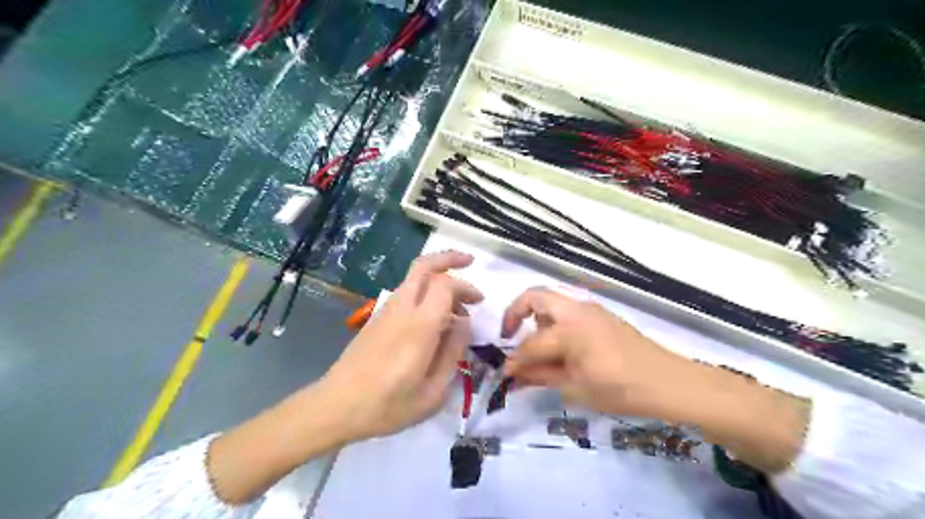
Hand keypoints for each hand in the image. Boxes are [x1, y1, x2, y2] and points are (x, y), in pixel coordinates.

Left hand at [209, 251, 484, 501]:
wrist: (336, 407)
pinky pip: (406, 293)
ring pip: (413, 277)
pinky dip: (425, 292)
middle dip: (449, 258)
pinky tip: (434, 318)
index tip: (479, 302)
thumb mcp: (432, 391)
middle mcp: (401, 309)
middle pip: (423, 266)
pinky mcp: (377, 318)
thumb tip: (464, 324)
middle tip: (469, 262)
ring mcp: (386, 311)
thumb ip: (452, 353)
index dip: (466, 287)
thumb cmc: (387, 405)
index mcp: (419, 326)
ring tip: (455, 305)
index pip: (445, 285)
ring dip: (437, 278)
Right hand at [502, 286, 698, 419]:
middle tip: (509, 336)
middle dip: (515, 313)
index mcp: (569, 329)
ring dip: (537, 318)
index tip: (504, 373)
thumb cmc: (620, 389)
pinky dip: (554, 322)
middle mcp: (576, 310)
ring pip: (552, 302)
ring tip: (537, 349)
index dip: (514, 360)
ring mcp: (590, 309)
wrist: (668, 382)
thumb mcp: (576, 388)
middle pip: (534, 296)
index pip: (531, 344)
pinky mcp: (600, 315)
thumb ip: (541, 376)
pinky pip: (568, 310)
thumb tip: (514, 375)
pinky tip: (561, 348)